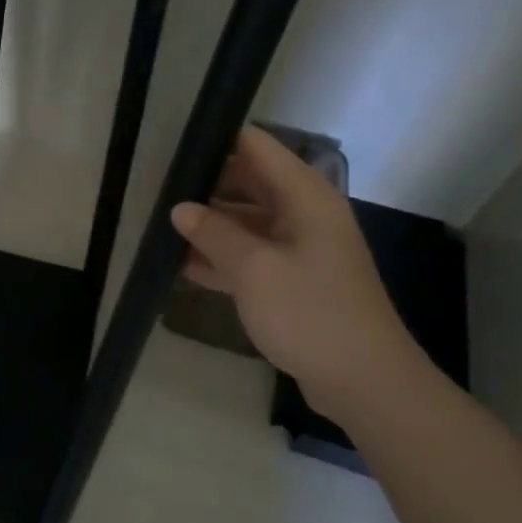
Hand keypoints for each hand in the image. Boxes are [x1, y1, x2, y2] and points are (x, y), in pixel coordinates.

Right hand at [170, 126, 424, 420]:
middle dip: (206, 184)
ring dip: (209, 224)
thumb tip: (180, 208)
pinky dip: (221, 257)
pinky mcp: (293, 281)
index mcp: (305, 196)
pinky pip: (251, 256)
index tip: (173, 148)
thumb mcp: (254, 269)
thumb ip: (214, 233)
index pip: (256, 146)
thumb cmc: (311, 313)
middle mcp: (304, 214)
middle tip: (157, 189)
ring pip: (246, 221)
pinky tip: (182, 265)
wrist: (364, 382)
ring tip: (160, 225)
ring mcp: (299, 249)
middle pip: (249, 182)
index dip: (217, 140)